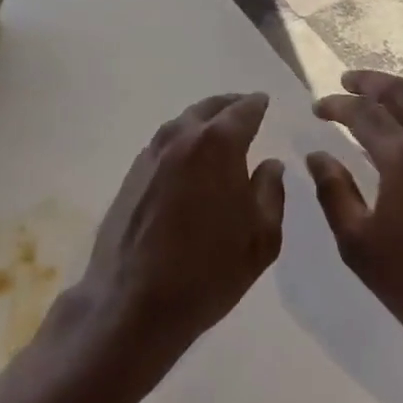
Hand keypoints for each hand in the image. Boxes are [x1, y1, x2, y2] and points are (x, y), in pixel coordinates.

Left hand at [68, 93, 285, 371]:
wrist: (133, 301)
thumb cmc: (208, 270)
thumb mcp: (260, 238)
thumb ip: (270, 193)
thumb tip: (270, 164)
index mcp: (217, 144)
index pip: (242, 111)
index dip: (256, 104)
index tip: (264, 101)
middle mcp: (182, 137)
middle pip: (208, 108)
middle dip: (228, 105)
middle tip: (243, 107)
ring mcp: (151, 153)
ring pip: (182, 123)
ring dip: (202, 121)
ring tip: (217, 132)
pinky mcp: (132, 174)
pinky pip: (164, 143)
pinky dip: (182, 141)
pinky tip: (188, 160)